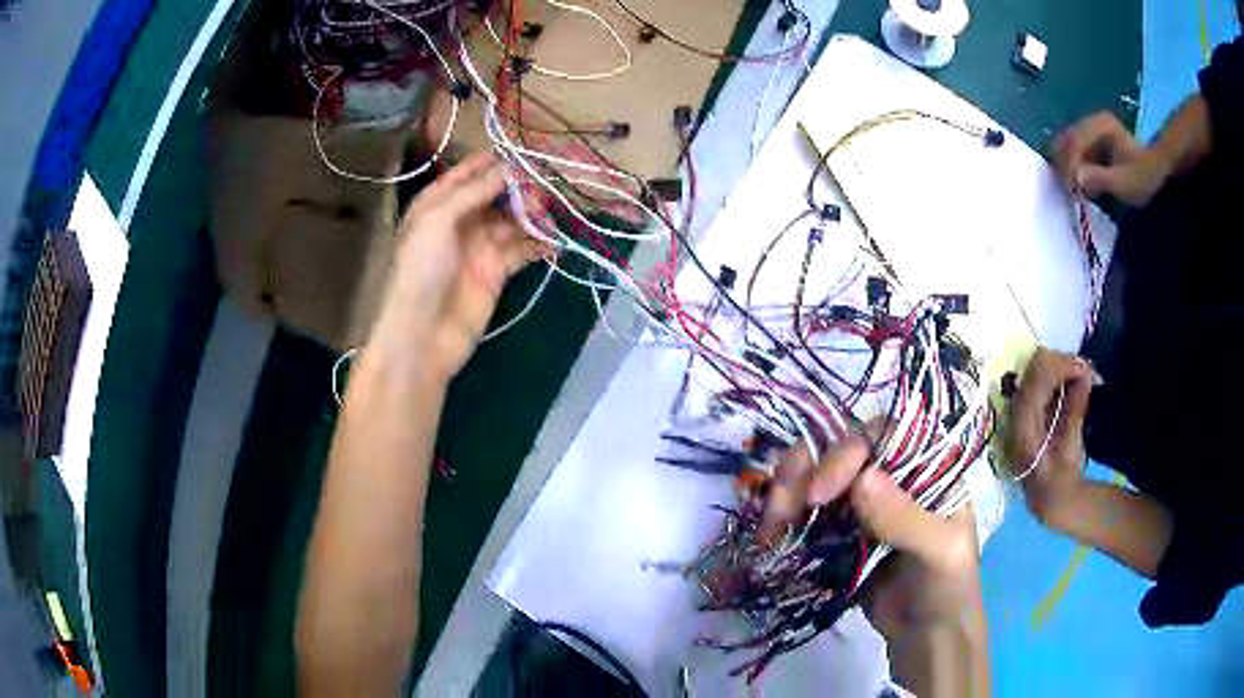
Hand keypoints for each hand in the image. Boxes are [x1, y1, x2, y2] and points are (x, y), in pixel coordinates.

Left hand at [373, 152, 545, 379]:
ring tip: (548, 211)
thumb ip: (473, 192)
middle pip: (494, 195)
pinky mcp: (496, 272)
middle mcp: (458, 221)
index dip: (491, 162)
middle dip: (517, 187)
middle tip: (541, 187)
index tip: (521, 152)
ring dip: (530, 213)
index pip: (466, 175)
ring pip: (511, 220)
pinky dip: (539, 243)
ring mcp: (478, 247)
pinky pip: (522, 250)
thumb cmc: (421, 270)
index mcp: (437, 204)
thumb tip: (508, 168)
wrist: (422, 334)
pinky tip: (555, 239)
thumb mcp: (438, 220)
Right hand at [759, 439, 984, 651]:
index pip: (881, 436)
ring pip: (816, 479)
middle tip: (781, 509)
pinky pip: (808, 515)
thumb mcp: (942, 551)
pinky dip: (785, 522)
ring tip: (769, 530)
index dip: (845, 452)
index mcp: (927, 465)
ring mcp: (864, 505)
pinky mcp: (841, 533)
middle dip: (804, 472)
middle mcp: (893, 475)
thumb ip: (906, 518)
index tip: (819, 493)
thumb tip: (861, 480)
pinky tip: (770, 540)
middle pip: (839, 451)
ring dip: (786, 496)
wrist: (927, 638)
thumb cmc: (949, 588)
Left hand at [1007, 348, 1093, 525]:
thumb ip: (1076, 408)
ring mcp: (1018, 408)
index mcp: (1024, 426)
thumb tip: (1086, 375)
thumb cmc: (1060, 477)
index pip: (1038, 382)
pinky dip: (1058, 375)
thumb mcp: (1072, 448)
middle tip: (1087, 370)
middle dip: (1063, 363)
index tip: (1086, 367)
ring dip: (1061, 367)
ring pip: (1037, 370)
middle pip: (1035, 370)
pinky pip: (1040, 378)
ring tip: (1084, 374)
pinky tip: (1074, 380)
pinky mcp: (1026, 407)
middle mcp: (1015, 413)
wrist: (1047, 498)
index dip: (1062, 367)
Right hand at [1052, 111, 1171, 205]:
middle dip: (1064, 163)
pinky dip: (1071, 163)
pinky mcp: (1092, 138)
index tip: (1070, 188)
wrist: (1158, 169)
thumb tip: (1076, 178)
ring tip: (1072, 187)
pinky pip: (1073, 148)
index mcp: (1101, 125)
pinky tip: (1078, 180)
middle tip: (1067, 189)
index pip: (1076, 141)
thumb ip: (1100, 179)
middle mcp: (1092, 121)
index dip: (1070, 164)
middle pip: (1067, 139)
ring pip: (1067, 143)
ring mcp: (1091, 128)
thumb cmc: (1144, 177)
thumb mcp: (1125, 182)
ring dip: (1066, 164)